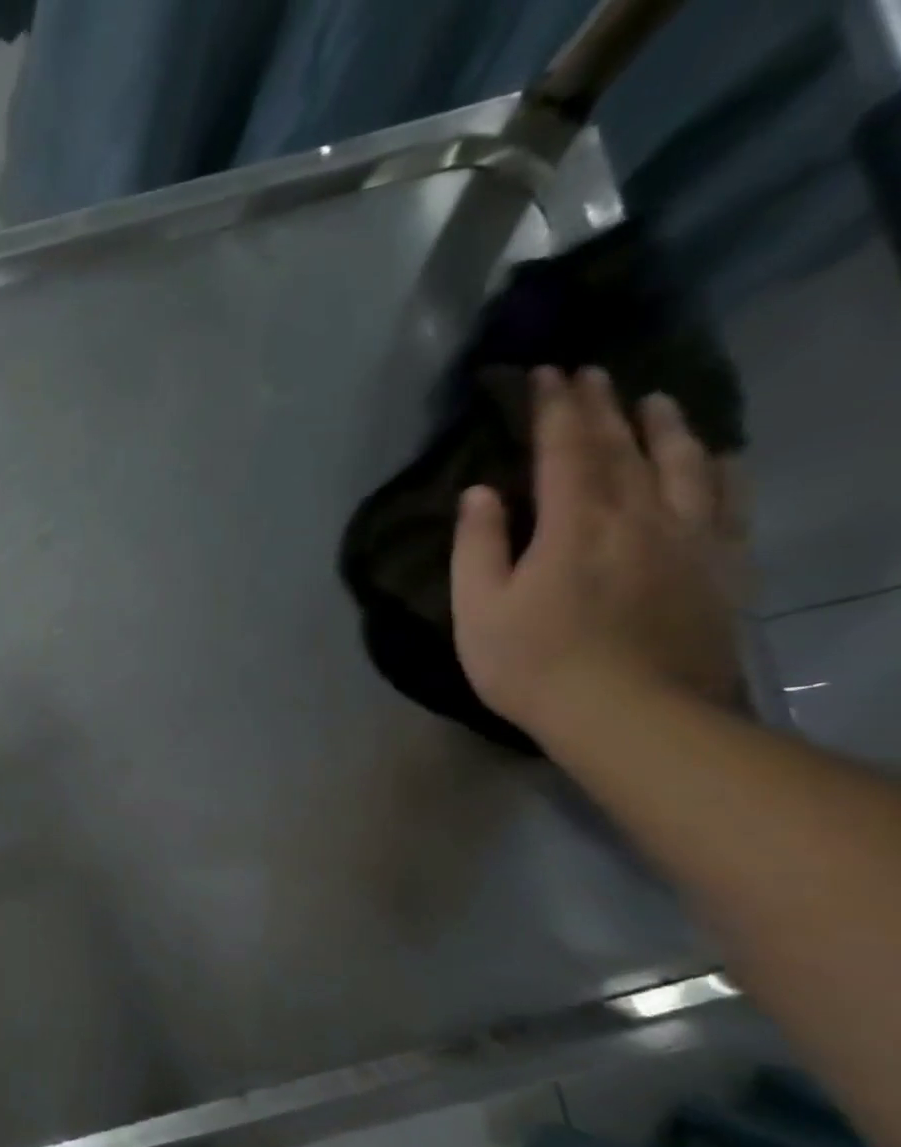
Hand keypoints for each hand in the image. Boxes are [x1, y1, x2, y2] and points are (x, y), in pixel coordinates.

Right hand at [450, 367, 741, 747]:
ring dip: (665, 426)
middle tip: (590, 372)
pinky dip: (719, 470)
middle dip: (602, 405)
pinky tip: (716, 457)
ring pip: (683, 463)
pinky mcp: (718, 567)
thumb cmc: (533, 663)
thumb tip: (480, 492)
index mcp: (574, 524)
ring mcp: (688, 538)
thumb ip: (478, 546)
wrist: (631, 715)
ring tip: (654, 399)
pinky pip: (727, 502)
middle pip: (622, 446)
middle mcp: (638, 515)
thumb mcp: (478, 610)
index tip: (546, 373)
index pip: (565, 449)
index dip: (554, 408)